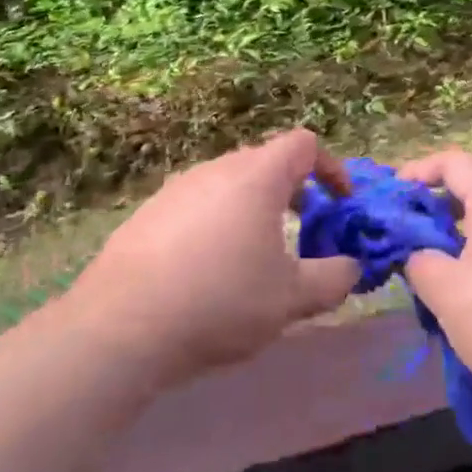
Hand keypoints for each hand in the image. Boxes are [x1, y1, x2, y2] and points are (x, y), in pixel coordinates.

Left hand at [65, 129, 361, 387]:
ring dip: (254, 208)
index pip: (304, 144)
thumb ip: (333, 279)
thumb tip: (350, 267)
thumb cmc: (221, 301)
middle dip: (293, 190)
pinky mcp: (146, 213)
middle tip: (303, 230)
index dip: (331, 167)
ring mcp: (176, 189)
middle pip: (265, 162)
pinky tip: (207, 272)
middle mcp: (216, 169)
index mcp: (257, 176)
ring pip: (229, 185)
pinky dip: (217, 224)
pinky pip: (196, 206)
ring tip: (256, 255)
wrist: (121, 326)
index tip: (340, 202)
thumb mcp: (291, 299)